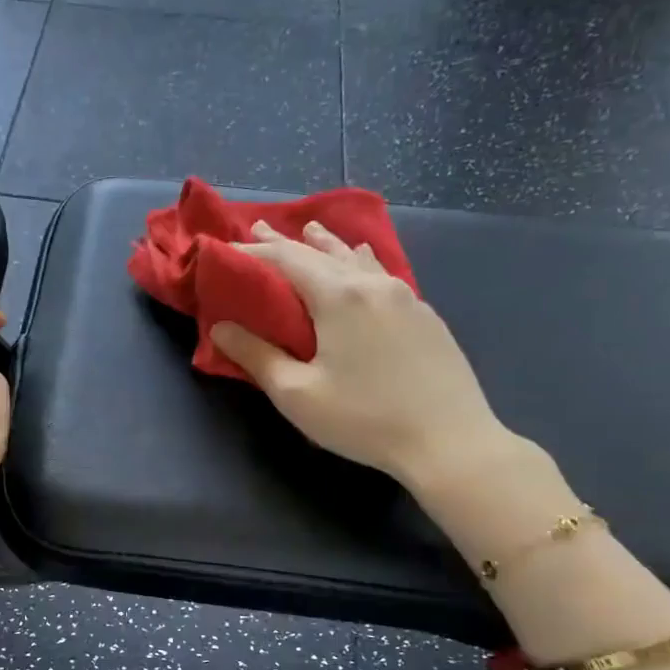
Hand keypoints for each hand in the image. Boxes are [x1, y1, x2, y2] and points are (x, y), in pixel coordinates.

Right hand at [209, 220, 511, 488]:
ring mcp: (406, 297)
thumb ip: (256, 356)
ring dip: (329, 244)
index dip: (254, 251)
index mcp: (339, 297)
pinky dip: (360, 262)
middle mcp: (373, 285)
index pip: (287, 259)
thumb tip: (220, 327)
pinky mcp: (426, 316)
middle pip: (323, 251)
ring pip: (359, 258)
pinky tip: (364, 264)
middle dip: (287, 241)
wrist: (449, 441)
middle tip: (260, 228)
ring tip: (312, 231)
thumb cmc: (364, 419)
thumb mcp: (296, 394)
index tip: (226, 249)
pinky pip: (384, 274)